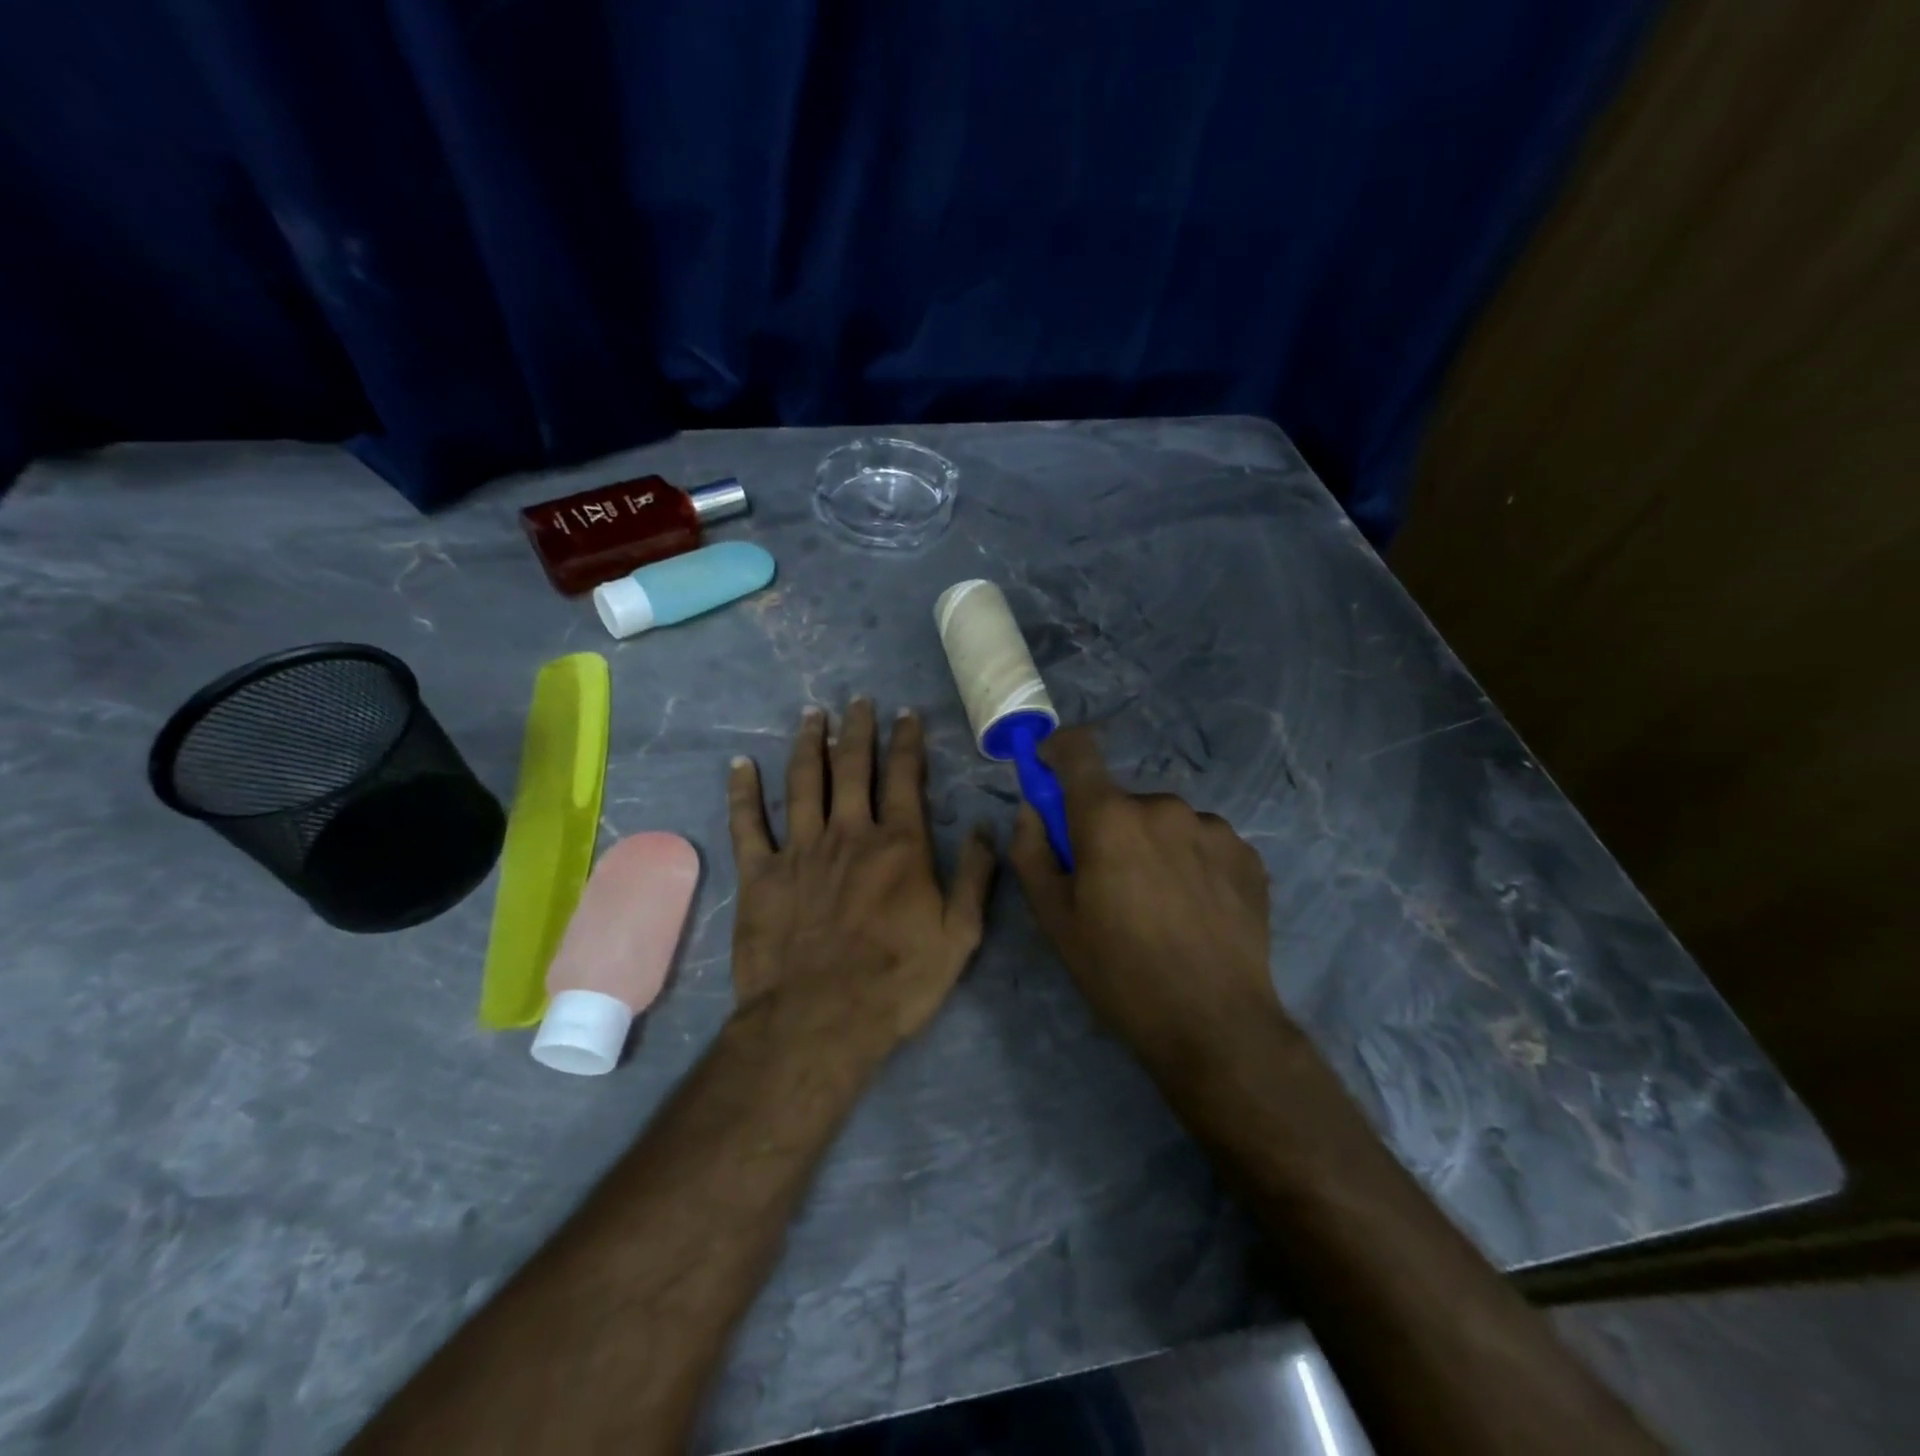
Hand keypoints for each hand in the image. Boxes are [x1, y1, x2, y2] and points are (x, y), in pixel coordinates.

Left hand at [727, 700, 995, 1047]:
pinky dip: (742, 792)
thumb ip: (974, 877)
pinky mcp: (759, 874)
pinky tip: (740, 765)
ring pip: (802, 782)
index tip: (905, 715)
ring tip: (812, 715)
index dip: (906, 742)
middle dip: (857, 730)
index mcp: (899, 845)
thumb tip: (986, 828)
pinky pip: (747, 823)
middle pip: (851, 768)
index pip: (905, 778)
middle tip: (857, 701)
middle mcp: (849, 833)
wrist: (818, 1022)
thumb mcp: (958, 937)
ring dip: (807, 744)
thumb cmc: (895, 982)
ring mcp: (799, 850)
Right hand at [1009, 727, 1290, 1063]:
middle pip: (1121, 800)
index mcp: (1109, 818)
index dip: (1057, 751)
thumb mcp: (1055, 920)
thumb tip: (1032, 809)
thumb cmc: (1120, 973)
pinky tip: (1195, 909)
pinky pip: (1202, 841)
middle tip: (1109, 883)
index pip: (1078, 750)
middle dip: (1107, 827)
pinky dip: (1189, 861)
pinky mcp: (1247, 853)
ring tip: (1159, 904)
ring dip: (1151, 845)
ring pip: (1164, 822)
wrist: (1215, 1025)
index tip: (1050, 771)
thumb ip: (1032, 852)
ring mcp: (1213, 827)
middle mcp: (1163, 806)